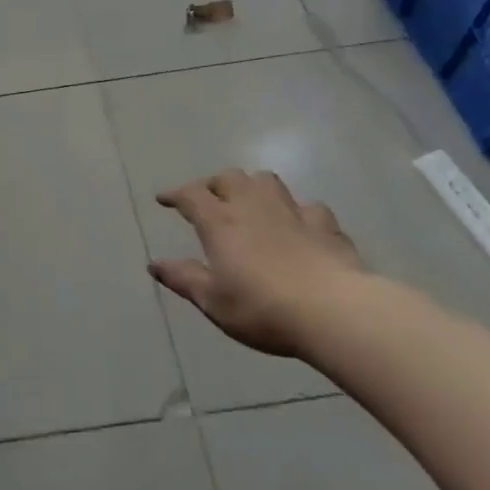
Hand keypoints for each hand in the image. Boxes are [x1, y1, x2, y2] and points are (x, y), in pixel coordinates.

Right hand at [149, 169, 368, 356]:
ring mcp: (292, 212)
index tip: (163, 199)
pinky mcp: (325, 225)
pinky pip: (308, 206)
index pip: (191, 195)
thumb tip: (154, 264)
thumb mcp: (213, 301)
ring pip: (267, 181)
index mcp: (220, 222)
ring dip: (252, 185)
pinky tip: (298, 223)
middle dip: (212, 184)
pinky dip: (297, 210)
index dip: (174, 194)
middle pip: (228, 178)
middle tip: (206, 198)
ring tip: (248, 199)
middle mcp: (252, 206)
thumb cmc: (263, 308)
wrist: (334, 311)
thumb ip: (183, 278)